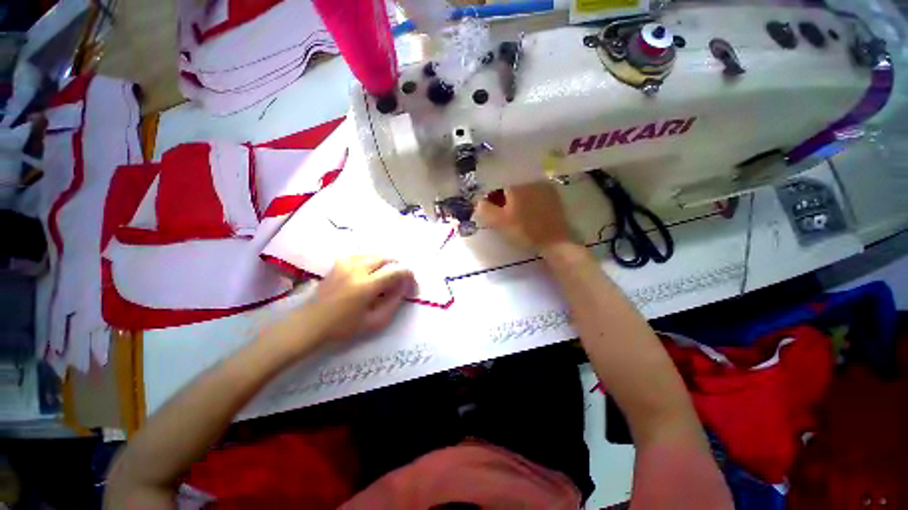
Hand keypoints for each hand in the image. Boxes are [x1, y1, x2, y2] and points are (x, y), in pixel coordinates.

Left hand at [311, 255, 414, 342]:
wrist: (311, 323)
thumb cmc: (343, 326)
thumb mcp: (374, 321)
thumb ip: (393, 302)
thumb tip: (403, 287)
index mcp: (366, 285)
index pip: (396, 271)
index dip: (408, 276)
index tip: (411, 285)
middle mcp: (357, 269)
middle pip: (386, 259)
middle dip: (397, 268)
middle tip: (399, 281)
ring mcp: (345, 263)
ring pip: (374, 255)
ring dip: (385, 264)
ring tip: (385, 277)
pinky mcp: (339, 263)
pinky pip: (362, 256)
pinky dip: (371, 261)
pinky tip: (369, 271)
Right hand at [476, 182, 572, 249]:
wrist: (553, 241)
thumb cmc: (523, 230)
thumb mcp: (499, 222)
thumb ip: (485, 209)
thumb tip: (479, 201)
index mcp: (516, 185)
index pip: (497, 185)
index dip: (492, 198)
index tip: (492, 211)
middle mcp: (530, 180)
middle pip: (511, 186)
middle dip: (504, 198)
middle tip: (503, 214)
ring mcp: (544, 187)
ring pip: (523, 190)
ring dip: (517, 199)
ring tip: (516, 215)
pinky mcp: (553, 195)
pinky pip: (535, 194)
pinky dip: (529, 201)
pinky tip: (529, 214)